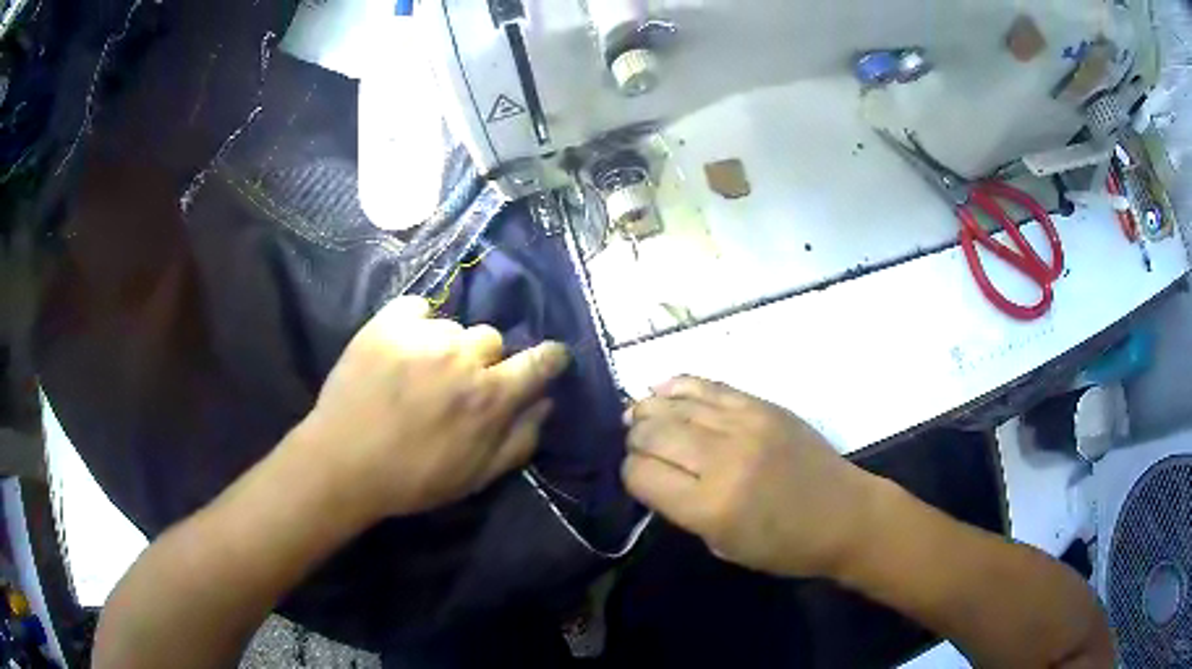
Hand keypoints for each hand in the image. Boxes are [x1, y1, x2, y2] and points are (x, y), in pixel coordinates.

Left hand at [290, 296, 569, 521]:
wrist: (342, 463)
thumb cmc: (413, 479)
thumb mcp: (477, 476)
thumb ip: (520, 440)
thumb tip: (546, 403)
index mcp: (491, 397)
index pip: (541, 360)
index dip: (551, 358)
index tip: (549, 358)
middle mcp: (463, 357)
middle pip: (493, 340)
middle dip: (485, 361)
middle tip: (459, 384)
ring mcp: (424, 335)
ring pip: (455, 327)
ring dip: (447, 346)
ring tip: (422, 371)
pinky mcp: (388, 323)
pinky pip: (418, 308)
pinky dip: (416, 324)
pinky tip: (402, 348)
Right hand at [622, 376, 881, 578]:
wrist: (844, 515)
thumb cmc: (784, 546)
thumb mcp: (721, 545)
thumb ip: (682, 508)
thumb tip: (654, 472)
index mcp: (710, 507)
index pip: (641, 474)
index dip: (630, 475)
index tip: (639, 479)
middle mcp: (723, 459)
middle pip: (652, 432)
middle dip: (635, 439)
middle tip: (636, 446)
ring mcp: (745, 425)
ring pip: (673, 404)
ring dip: (648, 409)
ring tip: (640, 416)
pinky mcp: (762, 405)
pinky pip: (708, 386)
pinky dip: (678, 386)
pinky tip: (663, 391)